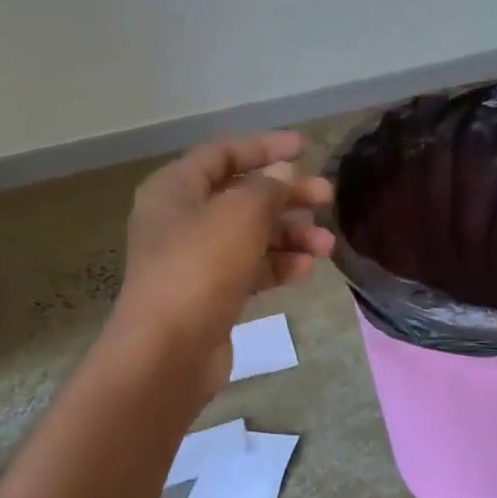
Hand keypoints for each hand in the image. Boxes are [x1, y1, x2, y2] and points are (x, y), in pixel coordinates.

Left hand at [111, 131, 334, 396]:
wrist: (169, 351)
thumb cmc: (200, 268)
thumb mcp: (241, 214)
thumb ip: (268, 188)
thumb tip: (284, 175)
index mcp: (176, 190)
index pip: (223, 154)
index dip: (264, 146)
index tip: (306, 148)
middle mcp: (182, 220)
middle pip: (243, 195)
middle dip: (288, 196)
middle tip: (327, 197)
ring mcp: (197, 259)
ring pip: (253, 235)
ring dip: (291, 235)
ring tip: (326, 245)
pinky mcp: (212, 293)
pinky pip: (252, 268)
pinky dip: (279, 265)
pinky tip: (306, 269)